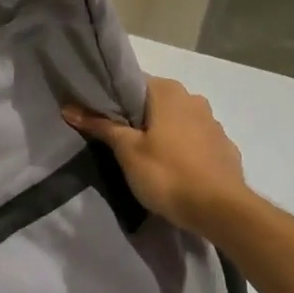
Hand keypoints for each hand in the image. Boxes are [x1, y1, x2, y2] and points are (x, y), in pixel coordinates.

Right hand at [63, 77, 248, 234]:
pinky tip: (174, 169)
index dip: (113, 98)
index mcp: (169, 92)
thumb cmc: (167, 174)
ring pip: (178, 121)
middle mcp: (194, 99)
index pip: (133, 82)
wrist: (220, 209)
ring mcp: (213, 123)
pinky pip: (195, 141)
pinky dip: (182, 149)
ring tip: (144, 156)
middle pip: (156, 102)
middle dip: (138, 117)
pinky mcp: (224, 147)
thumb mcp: (127, 151)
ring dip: (162, 132)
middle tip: (117, 140)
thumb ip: (101, 126)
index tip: (98, 115)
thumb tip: (69, 108)